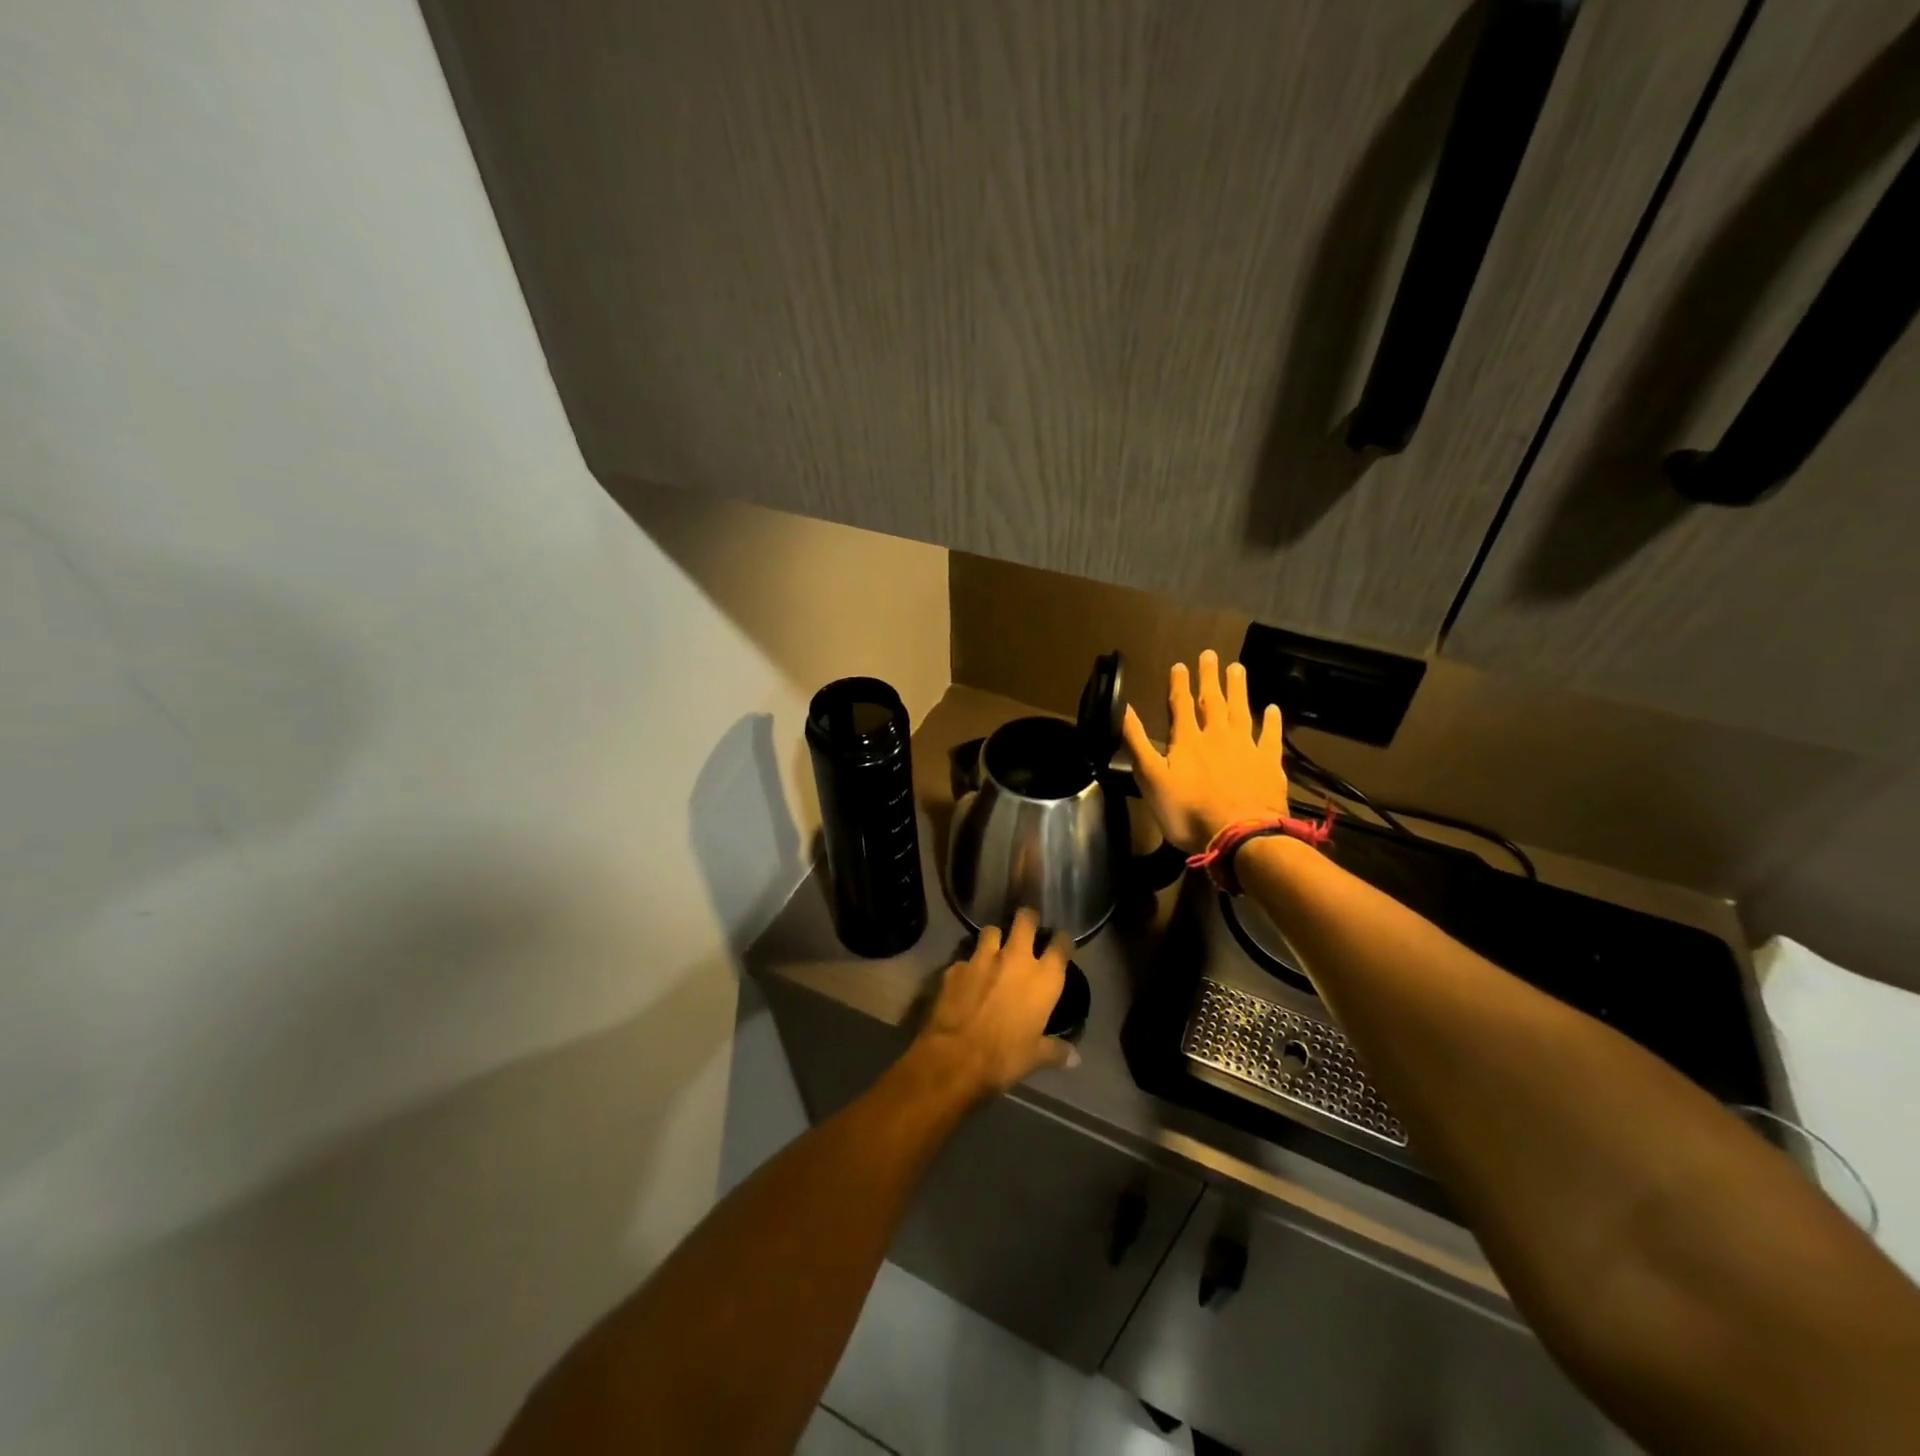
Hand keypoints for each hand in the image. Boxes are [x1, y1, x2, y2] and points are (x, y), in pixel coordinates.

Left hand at [913, 908, 1074, 1102]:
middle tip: (1027, 925)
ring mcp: (982, 958)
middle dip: (1027, 918)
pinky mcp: (956, 966)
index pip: (1061, 945)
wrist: (956, 1056)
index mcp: (1043, 978)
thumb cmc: (1005, 1056)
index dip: (1062, 940)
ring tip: (994, 949)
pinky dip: (968, 965)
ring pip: (991, 930)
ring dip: (994, 938)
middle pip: (1025, 920)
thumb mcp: (1035, 1057)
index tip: (1061, 942)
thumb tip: (1075, 1059)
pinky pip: (965, 958)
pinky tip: (966, 978)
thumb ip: (1056, 1051)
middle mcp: (1015, 959)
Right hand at [1121, 649, 1289, 851]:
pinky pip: (1270, 736)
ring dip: (1238, 689)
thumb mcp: (1151, 779)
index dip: (1179, 685)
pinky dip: (1271, 721)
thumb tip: (1122, 708)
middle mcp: (1217, 736)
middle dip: (1209, 678)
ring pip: (1241, 711)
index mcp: (1187, 740)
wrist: (1240, 836)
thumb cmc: (1188, 811)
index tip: (1180, 664)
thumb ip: (1137, 743)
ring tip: (1237, 668)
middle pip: (1213, 701)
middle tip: (1210, 654)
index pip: (1181, 705)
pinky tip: (1272, 708)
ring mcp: (1247, 748)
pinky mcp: (1269, 764)